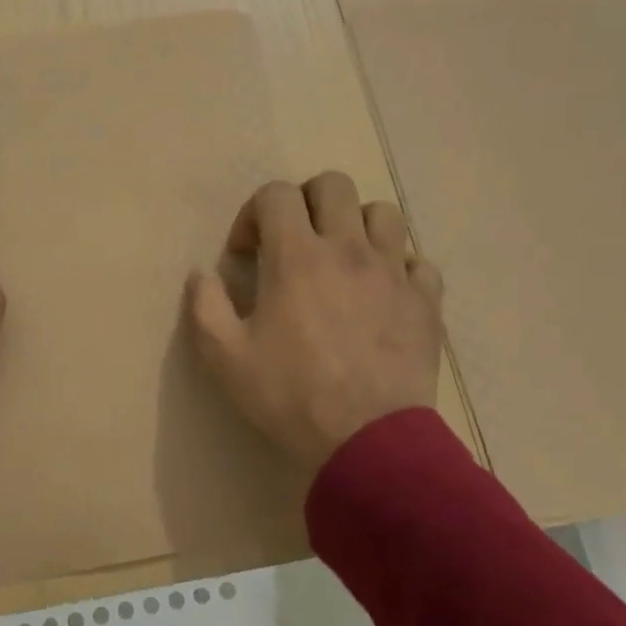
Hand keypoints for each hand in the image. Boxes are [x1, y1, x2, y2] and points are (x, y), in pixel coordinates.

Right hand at [187, 172, 443, 468]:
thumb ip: (204, 306)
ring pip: (382, 213)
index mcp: (295, 255)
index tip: (245, 253)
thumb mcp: (224, 356)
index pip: (276, 194)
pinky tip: (382, 294)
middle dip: (305, 202)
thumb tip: (200, 274)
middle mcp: (347, 248)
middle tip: (292, 241)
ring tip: (341, 260)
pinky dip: (398, 267)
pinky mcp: (425, 301)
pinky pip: (418, 262)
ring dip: (356, 226)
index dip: (252, 213)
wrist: (368, 441)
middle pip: (333, 185)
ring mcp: (393, 272)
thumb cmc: (290, 395)